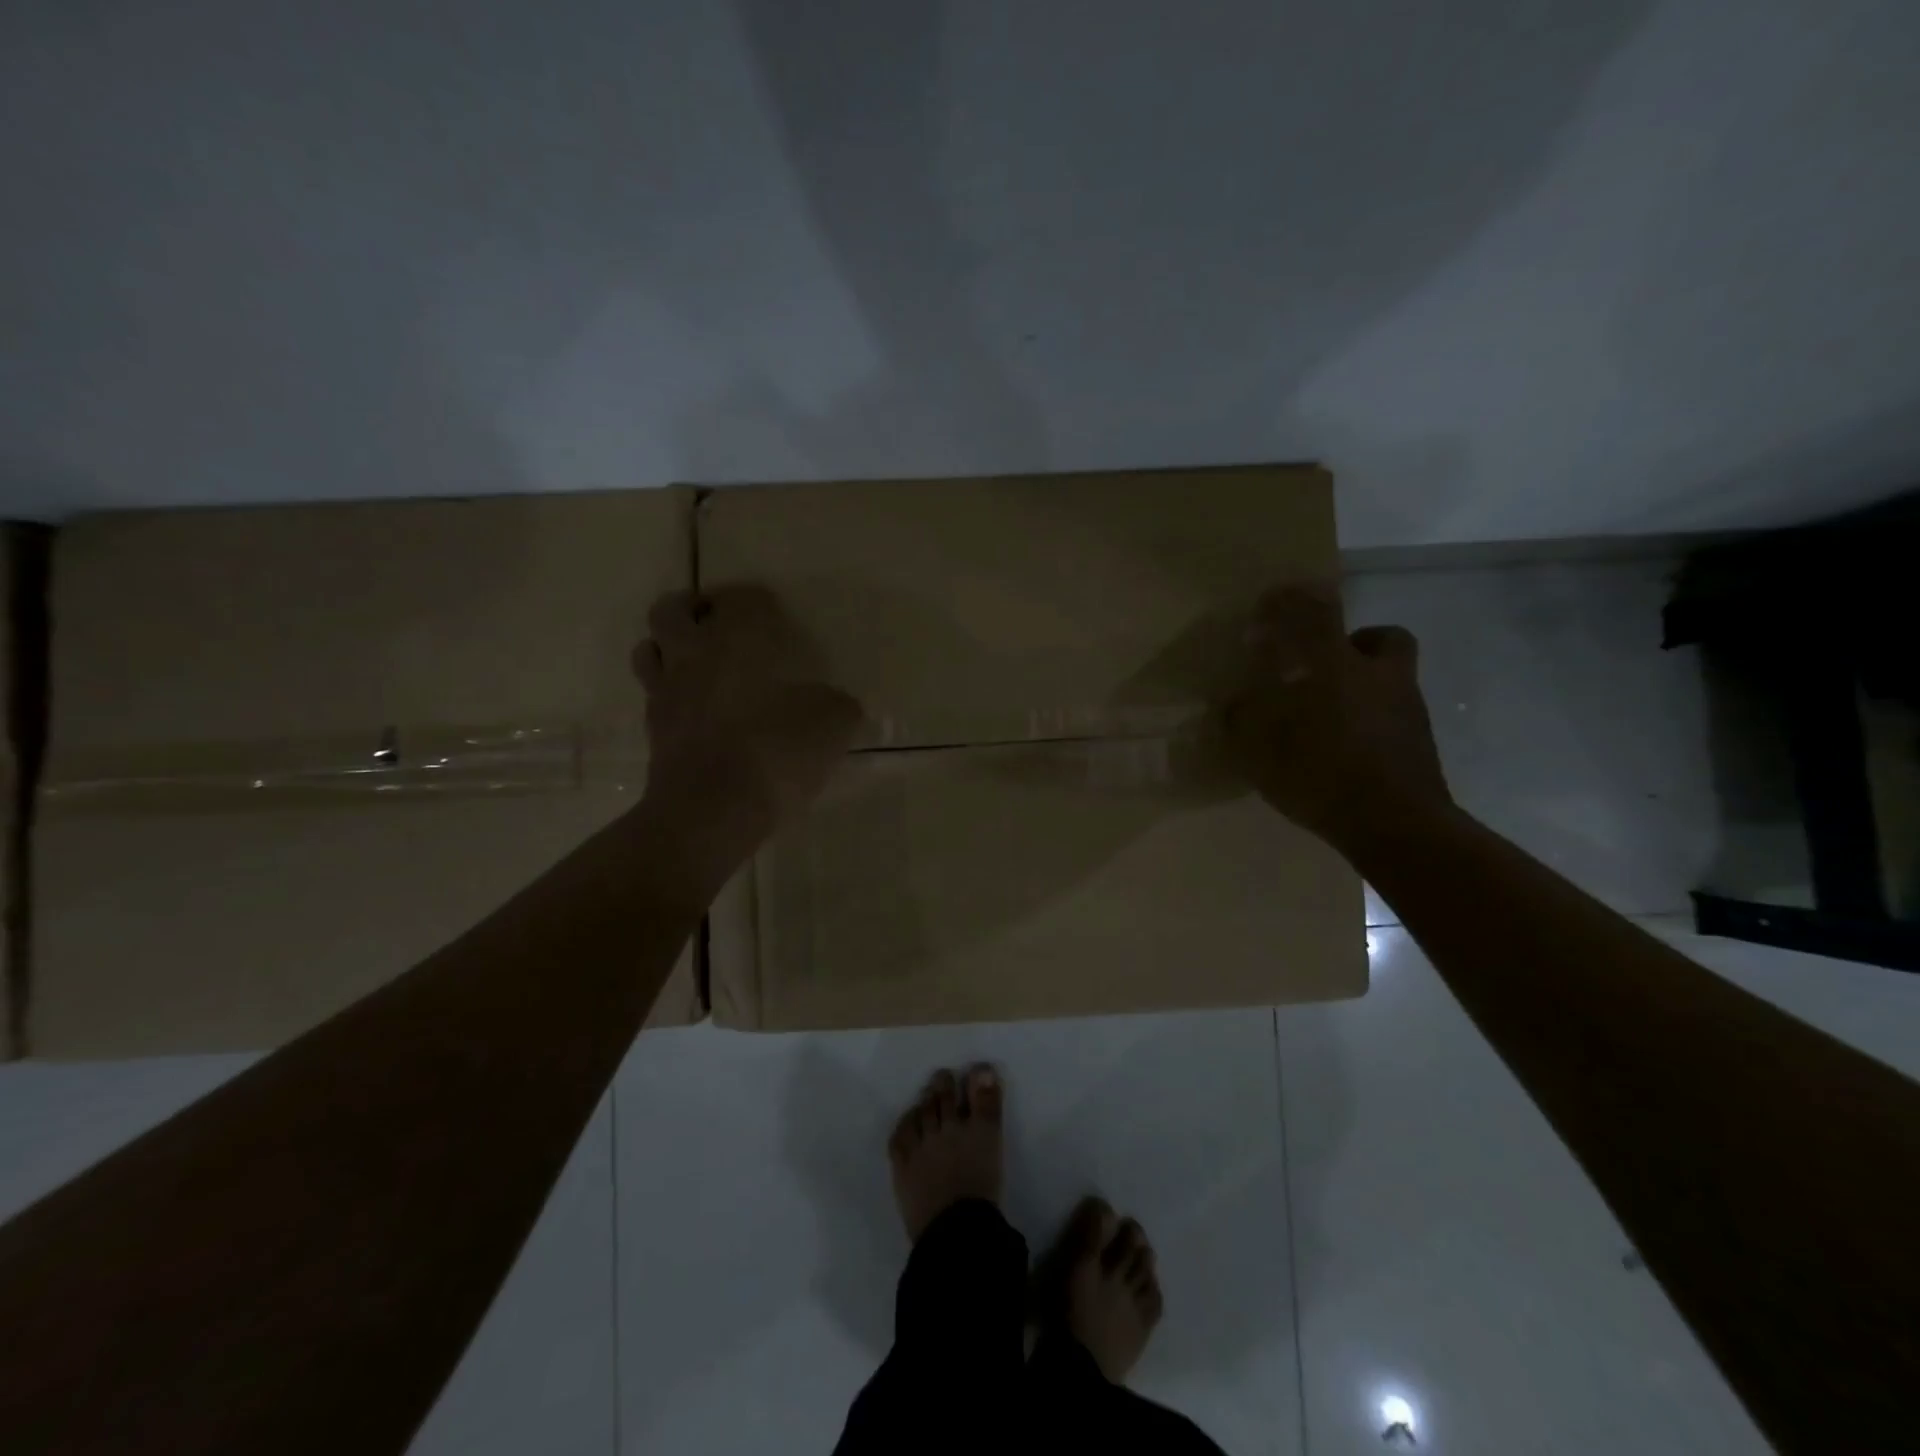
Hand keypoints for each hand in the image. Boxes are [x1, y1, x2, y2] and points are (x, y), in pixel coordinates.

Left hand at [634, 585, 862, 858]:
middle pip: (672, 611)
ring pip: (649, 650)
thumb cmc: (776, 751)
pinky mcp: (654, 731)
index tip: (773, 614)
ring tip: (696, 663)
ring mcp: (667, 693)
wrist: (713, 810)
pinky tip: (697, 711)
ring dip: (668, 647)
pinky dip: (671, 693)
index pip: (741, 598)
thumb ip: (839, 707)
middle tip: (717, 623)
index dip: (757, 601)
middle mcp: (693, 655)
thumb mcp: (832, 725)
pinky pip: (655, 697)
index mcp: (737, 639)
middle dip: (692, 609)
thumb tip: (839, 705)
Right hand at [1221, 585, 1450, 853]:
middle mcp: (1379, 675)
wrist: (1396, 825)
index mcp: (1336, 666)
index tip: (1271, 603)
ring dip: (1364, 682)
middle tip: (1323, 664)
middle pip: (1381, 637)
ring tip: (1331, 713)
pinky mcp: (1419, 741)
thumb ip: (1243, 720)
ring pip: (1391, 676)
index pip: (1315, 612)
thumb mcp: (1261, 750)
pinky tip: (1347, 746)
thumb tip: (1235, 705)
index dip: (1292, 601)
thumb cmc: (1321, 775)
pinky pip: (1392, 714)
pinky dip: (1371, 719)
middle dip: (1353, 642)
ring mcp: (1407, 707)